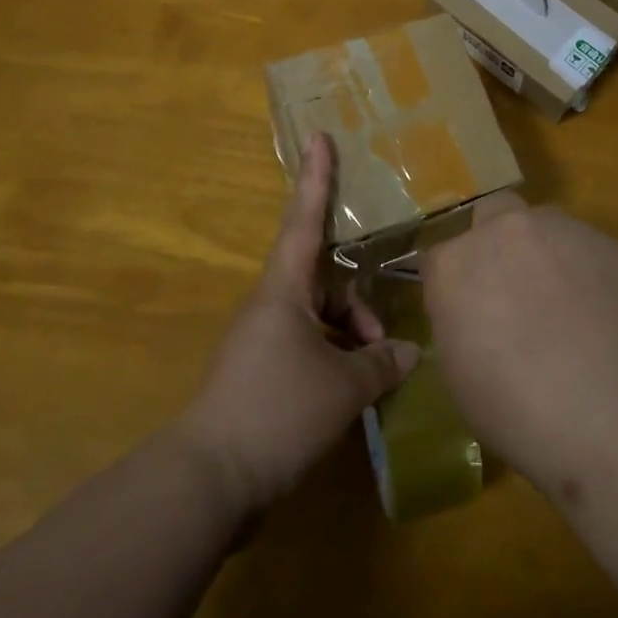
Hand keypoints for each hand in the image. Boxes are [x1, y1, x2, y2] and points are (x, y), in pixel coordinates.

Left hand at [178, 133, 420, 517]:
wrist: (208, 481)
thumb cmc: (277, 410)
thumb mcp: (342, 386)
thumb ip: (380, 364)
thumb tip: (409, 352)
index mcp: (284, 289)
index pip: (304, 219)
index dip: (316, 177)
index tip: (319, 137)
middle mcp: (271, 305)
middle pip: (324, 281)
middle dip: (358, 304)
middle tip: (384, 341)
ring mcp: (263, 341)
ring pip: (319, 318)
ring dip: (350, 337)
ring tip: (372, 376)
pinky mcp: (260, 375)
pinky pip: (308, 348)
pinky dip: (334, 360)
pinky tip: (353, 394)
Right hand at [421, 193, 617, 498]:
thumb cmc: (521, 410)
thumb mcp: (461, 378)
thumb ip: (459, 326)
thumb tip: (475, 316)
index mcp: (454, 265)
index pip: (440, 258)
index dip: (454, 284)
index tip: (466, 313)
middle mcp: (503, 232)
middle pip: (491, 215)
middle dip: (496, 241)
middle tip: (513, 290)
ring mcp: (560, 230)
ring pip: (544, 225)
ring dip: (545, 252)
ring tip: (566, 304)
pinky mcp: (608, 241)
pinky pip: (588, 247)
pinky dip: (587, 270)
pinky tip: (604, 314)